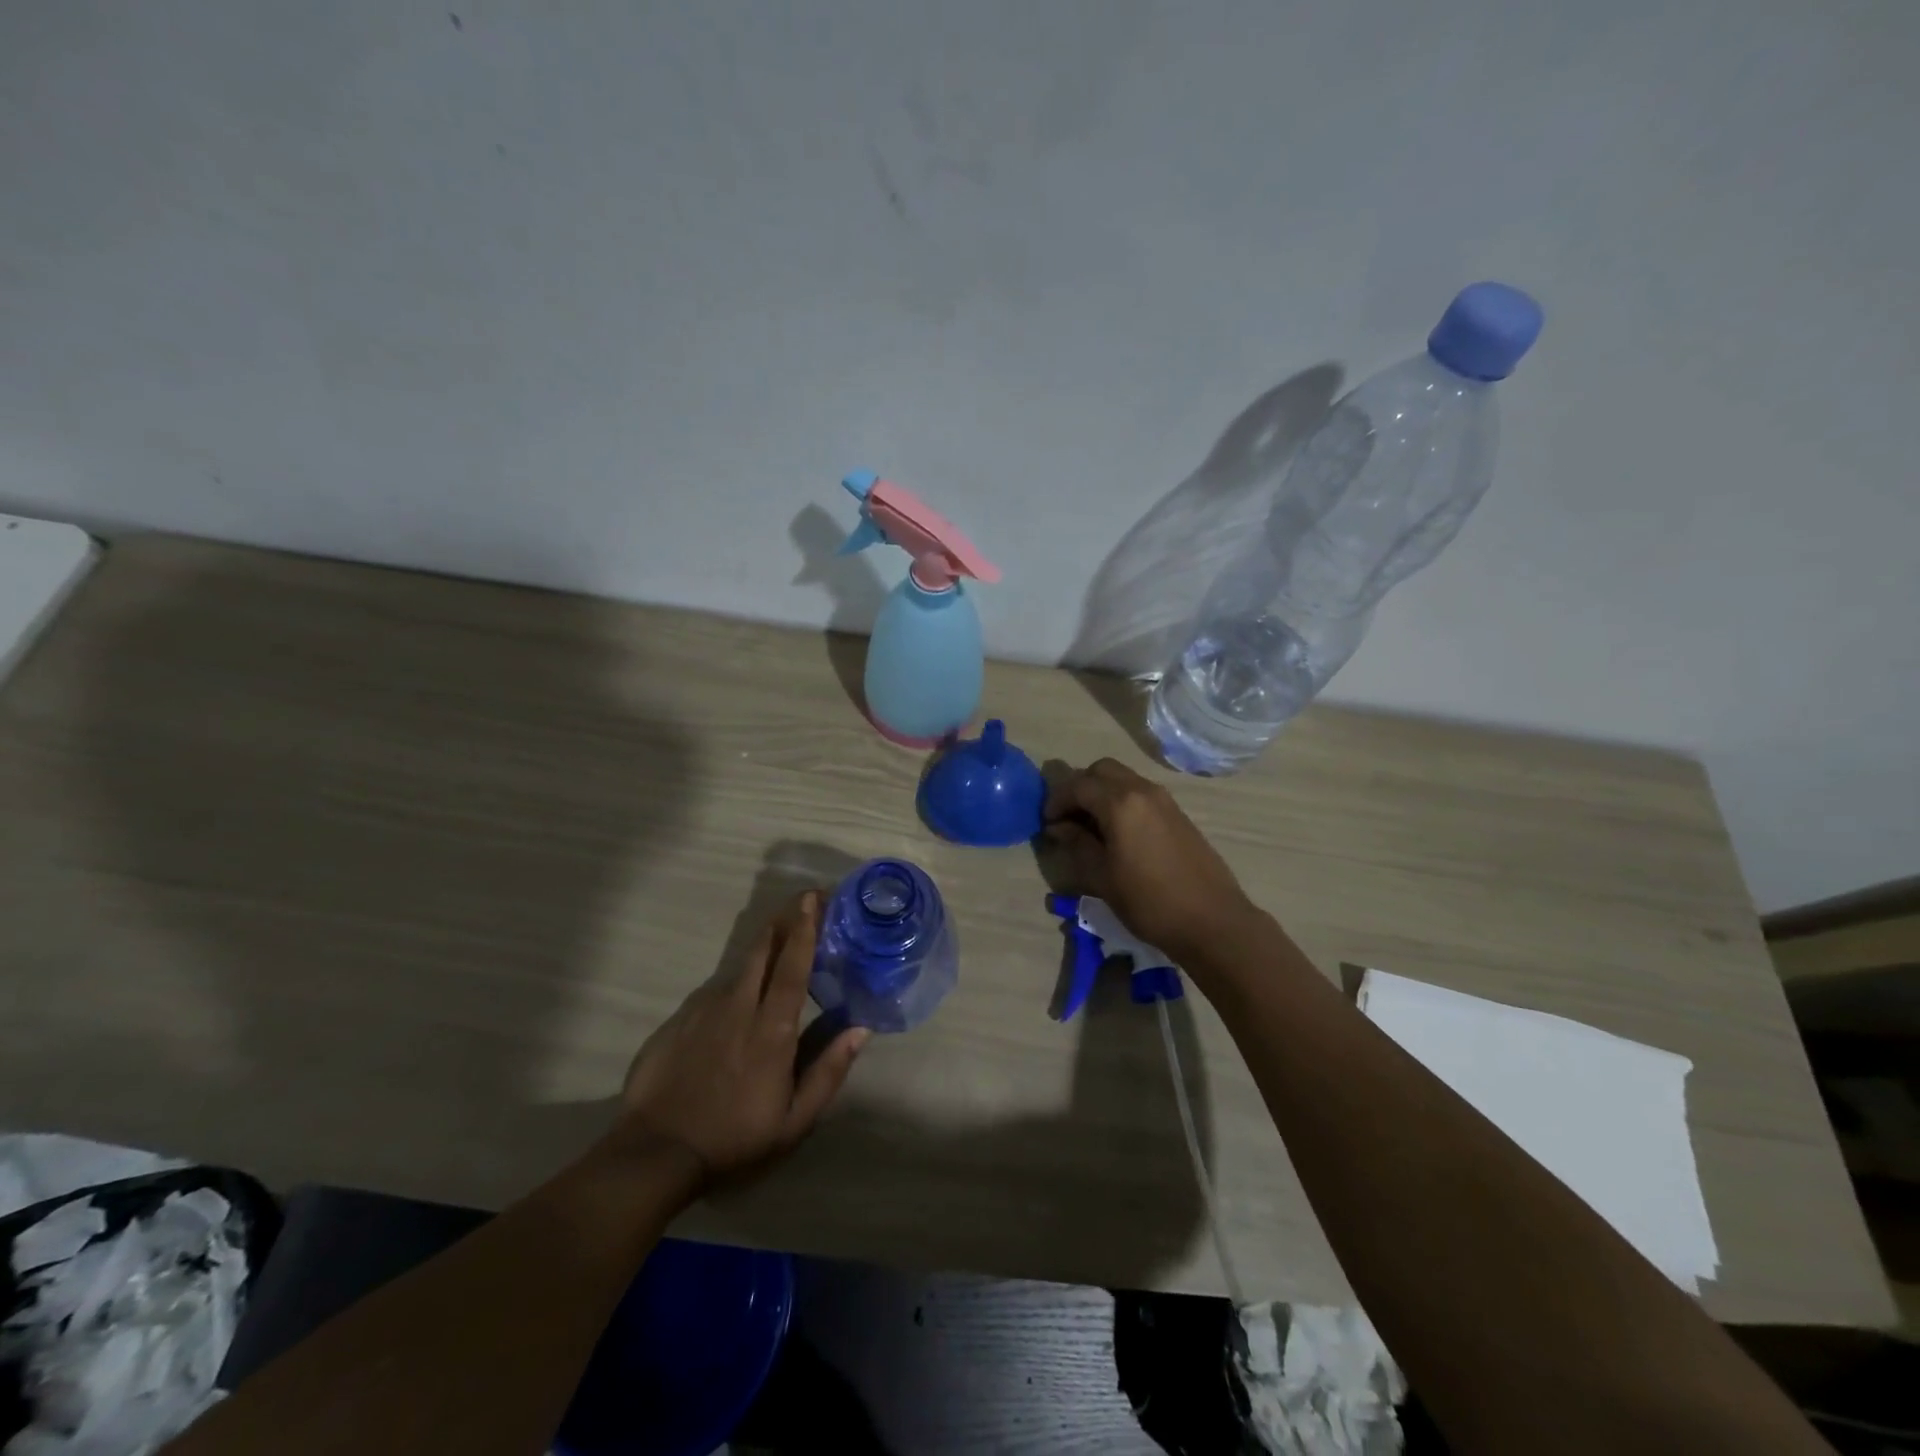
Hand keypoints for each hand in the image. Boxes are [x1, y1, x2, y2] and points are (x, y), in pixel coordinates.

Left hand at [615, 891, 868, 1187]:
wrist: (655, 1154)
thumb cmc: (735, 1140)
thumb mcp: (795, 1121)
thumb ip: (828, 1071)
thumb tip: (860, 1029)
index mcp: (772, 1030)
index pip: (793, 967)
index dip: (805, 929)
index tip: (814, 899)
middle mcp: (738, 1008)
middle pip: (762, 951)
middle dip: (783, 920)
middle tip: (802, 901)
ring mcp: (703, 1011)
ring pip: (738, 968)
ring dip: (760, 950)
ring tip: (776, 944)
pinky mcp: (678, 1020)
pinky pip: (713, 991)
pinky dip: (733, 984)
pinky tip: (736, 999)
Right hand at [1043, 758, 1256, 957]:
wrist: (1212, 921)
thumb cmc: (1149, 902)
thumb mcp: (1102, 877)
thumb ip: (1077, 844)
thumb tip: (1059, 827)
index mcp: (1121, 803)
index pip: (1078, 785)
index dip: (1056, 801)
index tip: (1047, 823)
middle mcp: (1143, 790)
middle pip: (1102, 770)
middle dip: (1080, 788)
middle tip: (1068, 819)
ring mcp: (1165, 800)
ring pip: (1123, 779)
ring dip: (1101, 793)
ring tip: (1091, 828)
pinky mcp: (1178, 814)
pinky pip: (1140, 793)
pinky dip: (1121, 801)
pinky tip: (1118, 835)